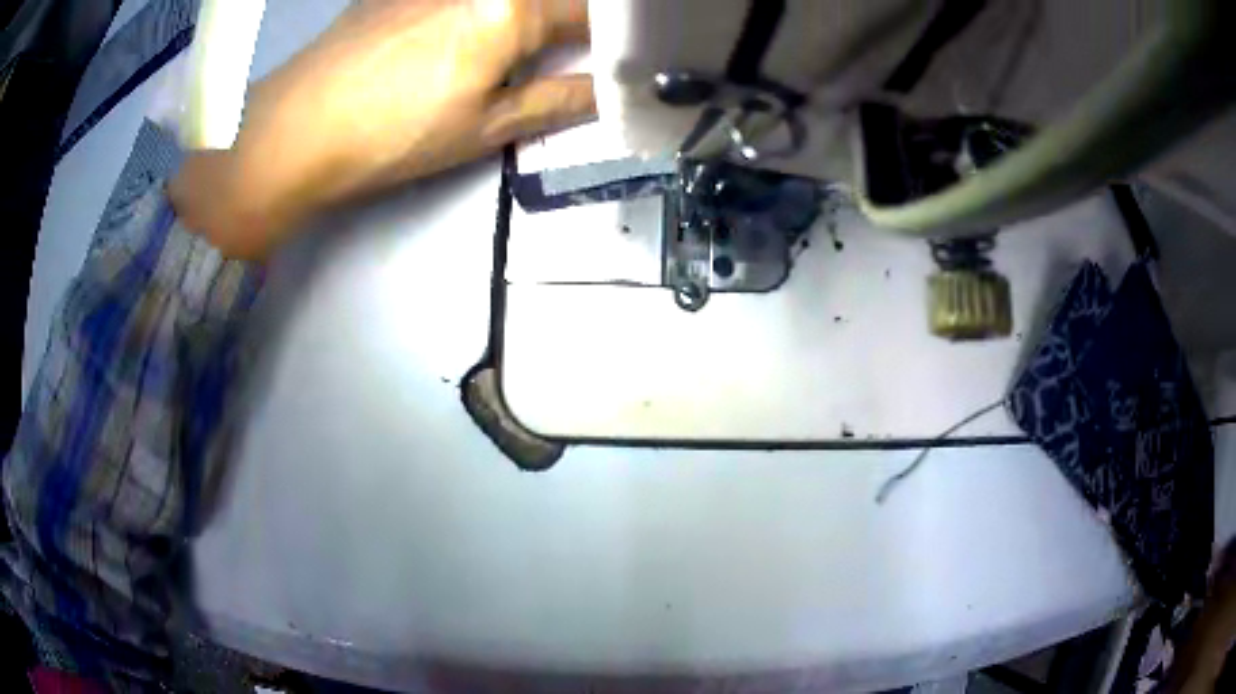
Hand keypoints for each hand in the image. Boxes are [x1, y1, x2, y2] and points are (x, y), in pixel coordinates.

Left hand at [171, 0, 593, 259]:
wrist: (295, 129)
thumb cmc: (393, 135)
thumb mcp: (485, 127)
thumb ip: (559, 101)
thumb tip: (611, 92)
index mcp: (511, 6)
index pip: (590, 12)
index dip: (615, 36)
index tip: (619, 58)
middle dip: (567, 24)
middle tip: (564, 56)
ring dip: (524, 19)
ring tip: (513, 54)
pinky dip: (482, 10)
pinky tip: (457, 41)